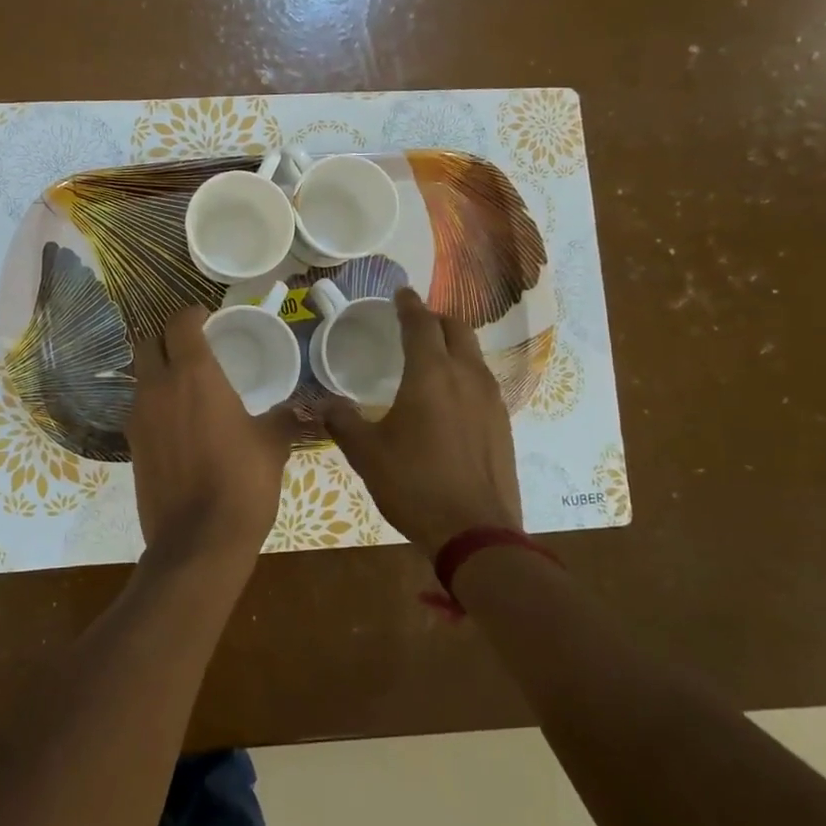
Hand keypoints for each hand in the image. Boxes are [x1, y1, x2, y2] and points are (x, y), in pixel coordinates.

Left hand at [127, 306, 295, 569]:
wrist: (197, 542)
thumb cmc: (241, 483)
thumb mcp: (271, 446)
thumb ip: (285, 419)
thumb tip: (310, 411)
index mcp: (193, 374)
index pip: (179, 323)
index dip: (192, 314)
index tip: (207, 317)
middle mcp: (157, 387)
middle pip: (149, 342)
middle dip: (168, 337)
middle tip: (194, 347)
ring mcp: (138, 416)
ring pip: (140, 376)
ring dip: (158, 370)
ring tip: (188, 385)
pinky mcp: (131, 445)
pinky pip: (139, 408)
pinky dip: (154, 403)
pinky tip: (178, 423)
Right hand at [324, 287, 523, 556]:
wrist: (476, 532)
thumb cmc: (414, 485)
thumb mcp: (366, 454)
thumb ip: (343, 422)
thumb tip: (323, 403)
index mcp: (430, 375)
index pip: (420, 324)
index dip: (408, 305)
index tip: (400, 293)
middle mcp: (466, 377)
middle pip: (456, 329)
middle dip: (434, 319)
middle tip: (413, 323)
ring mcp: (490, 399)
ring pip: (473, 354)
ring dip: (453, 344)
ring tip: (431, 356)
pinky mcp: (503, 423)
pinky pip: (482, 381)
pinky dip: (464, 372)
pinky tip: (450, 396)